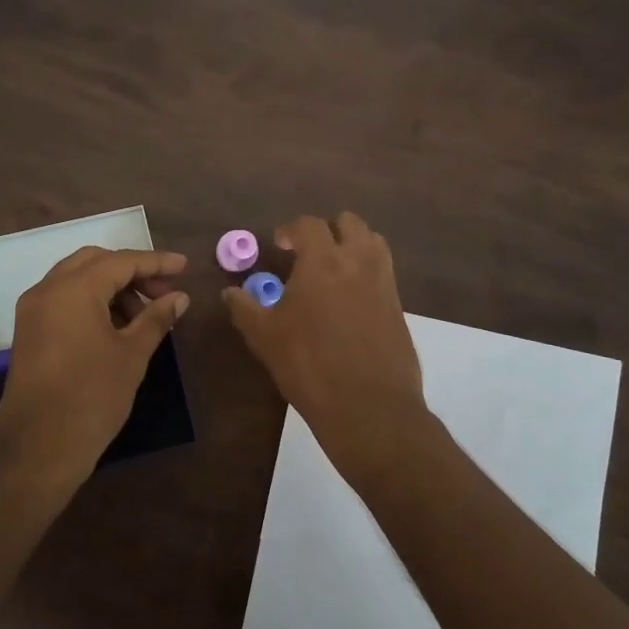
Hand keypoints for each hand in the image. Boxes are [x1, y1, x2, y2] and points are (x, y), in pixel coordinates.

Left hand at [0, 247, 189, 490]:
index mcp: (74, 289)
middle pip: (95, 262)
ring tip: (142, 315)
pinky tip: (115, 326)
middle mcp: (47, 289)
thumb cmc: (92, 397)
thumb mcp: (132, 355)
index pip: (121, 261)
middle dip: (131, 272)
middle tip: (162, 292)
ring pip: (76, 280)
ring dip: (111, 287)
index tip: (184, 267)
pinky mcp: (28, 331)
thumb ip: (156, 318)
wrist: (38, 448)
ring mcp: (32, 310)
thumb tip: (179, 297)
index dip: (156, 262)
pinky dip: (90, 302)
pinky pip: (62, 300)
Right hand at [222, 213, 428, 469]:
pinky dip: (367, 273)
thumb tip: (230, 292)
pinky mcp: (399, 307)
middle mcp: (358, 262)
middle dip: (328, 230)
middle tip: (309, 253)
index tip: (281, 244)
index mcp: (323, 261)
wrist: (369, 406)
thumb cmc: (309, 365)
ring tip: (333, 271)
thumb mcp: (264, 337)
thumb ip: (245, 308)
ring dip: (352, 246)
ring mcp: (384, 283)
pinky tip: (350, 302)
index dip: (292, 230)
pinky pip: (383, 273)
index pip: (309, 225)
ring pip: (373, 243)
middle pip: (349, 223)